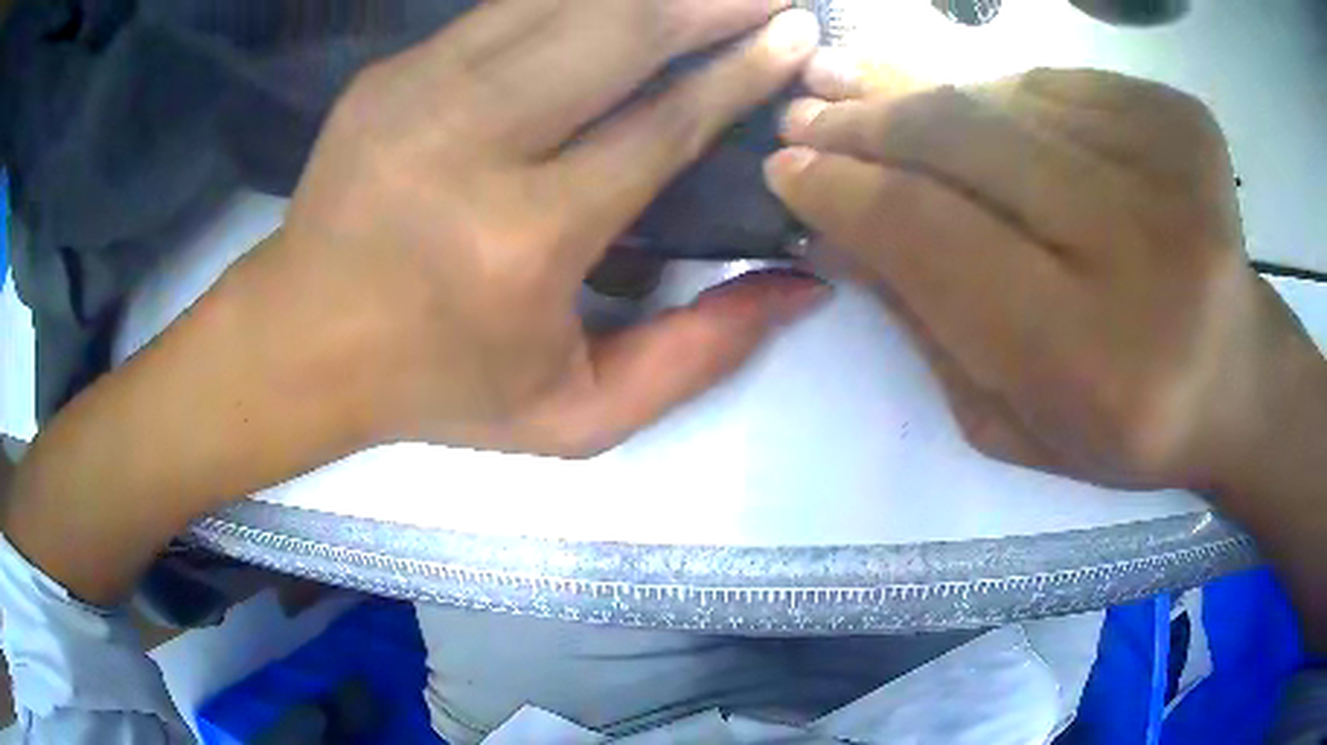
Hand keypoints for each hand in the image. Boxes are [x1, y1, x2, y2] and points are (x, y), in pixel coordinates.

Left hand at [251, 0, 825, 456]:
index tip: (795, 36)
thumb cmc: (437, 387)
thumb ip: (698, 356)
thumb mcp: (576, 414)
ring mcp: (417, 92)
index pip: (661, 125)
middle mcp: (470, 144)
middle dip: (710, 0)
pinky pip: (506, 7)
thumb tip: (801, 287)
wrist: (299, 342)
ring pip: (561, 2)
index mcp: (523, 241)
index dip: (740, 72)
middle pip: (616, 34)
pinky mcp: (388, 73)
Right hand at [765, 65, 1323, 492]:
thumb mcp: (1009, 419)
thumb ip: (926, 325)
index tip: (785, 166)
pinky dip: (1009, 98)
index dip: (844, 190)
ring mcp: (1171, 165)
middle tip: (809, 109)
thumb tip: (842, 225)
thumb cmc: (1123, 425)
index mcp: (1092, 356)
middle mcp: (1140, 248)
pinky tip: (992, 123)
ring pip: (1005, 95)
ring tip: (866, 90)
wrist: (1236, 377)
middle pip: (963, 139)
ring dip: (926, 96)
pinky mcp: (1181, 119)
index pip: (930, 233)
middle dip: (868, 121)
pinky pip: (1059, 82)